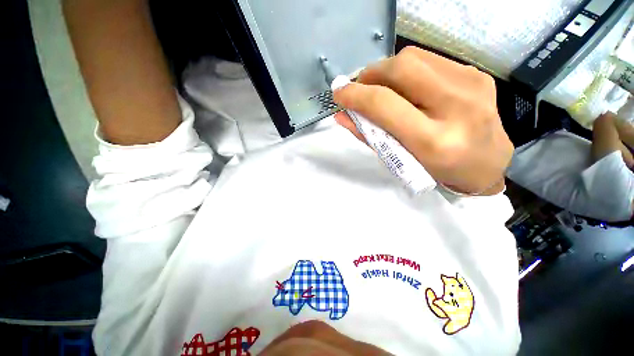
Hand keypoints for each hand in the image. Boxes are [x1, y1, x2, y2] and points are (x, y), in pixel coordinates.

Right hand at [333, 46, 512, 194]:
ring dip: (388, 71)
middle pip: (401, 68)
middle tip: (362, 89)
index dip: (355, 95)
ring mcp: (472, 84)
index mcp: (433, 141)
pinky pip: (430, 60)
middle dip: (371, 74)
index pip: (384, 104)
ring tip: (382, 89)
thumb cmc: (436, 170)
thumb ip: (368, 136)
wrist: (486, 164)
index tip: (339, 93)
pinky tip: (408, 88)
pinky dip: (408, 71)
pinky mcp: (476, 74)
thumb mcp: (399, 159)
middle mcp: (457, 107)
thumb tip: (342, 116)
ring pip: (414, 57)